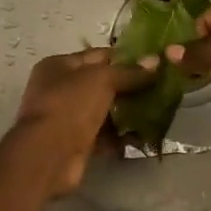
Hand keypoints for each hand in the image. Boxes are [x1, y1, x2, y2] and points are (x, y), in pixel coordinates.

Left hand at [9, 48, 150, 195]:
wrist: (49, 155)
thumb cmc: (71, 105)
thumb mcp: (102, 80)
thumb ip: (130, 72)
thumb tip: (157, 60)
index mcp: (59, 66)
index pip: (98, 56)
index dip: (126, 58)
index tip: (154, 63)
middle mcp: (60, 89)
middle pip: (102, 84)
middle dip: (130, 87)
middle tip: (160, 88)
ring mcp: (68, 117)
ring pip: (105, 110)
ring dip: (129, 112)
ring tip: (158, 111)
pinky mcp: (77, 142)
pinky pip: (104, 135)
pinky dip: (122, 135)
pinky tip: (145, 135)